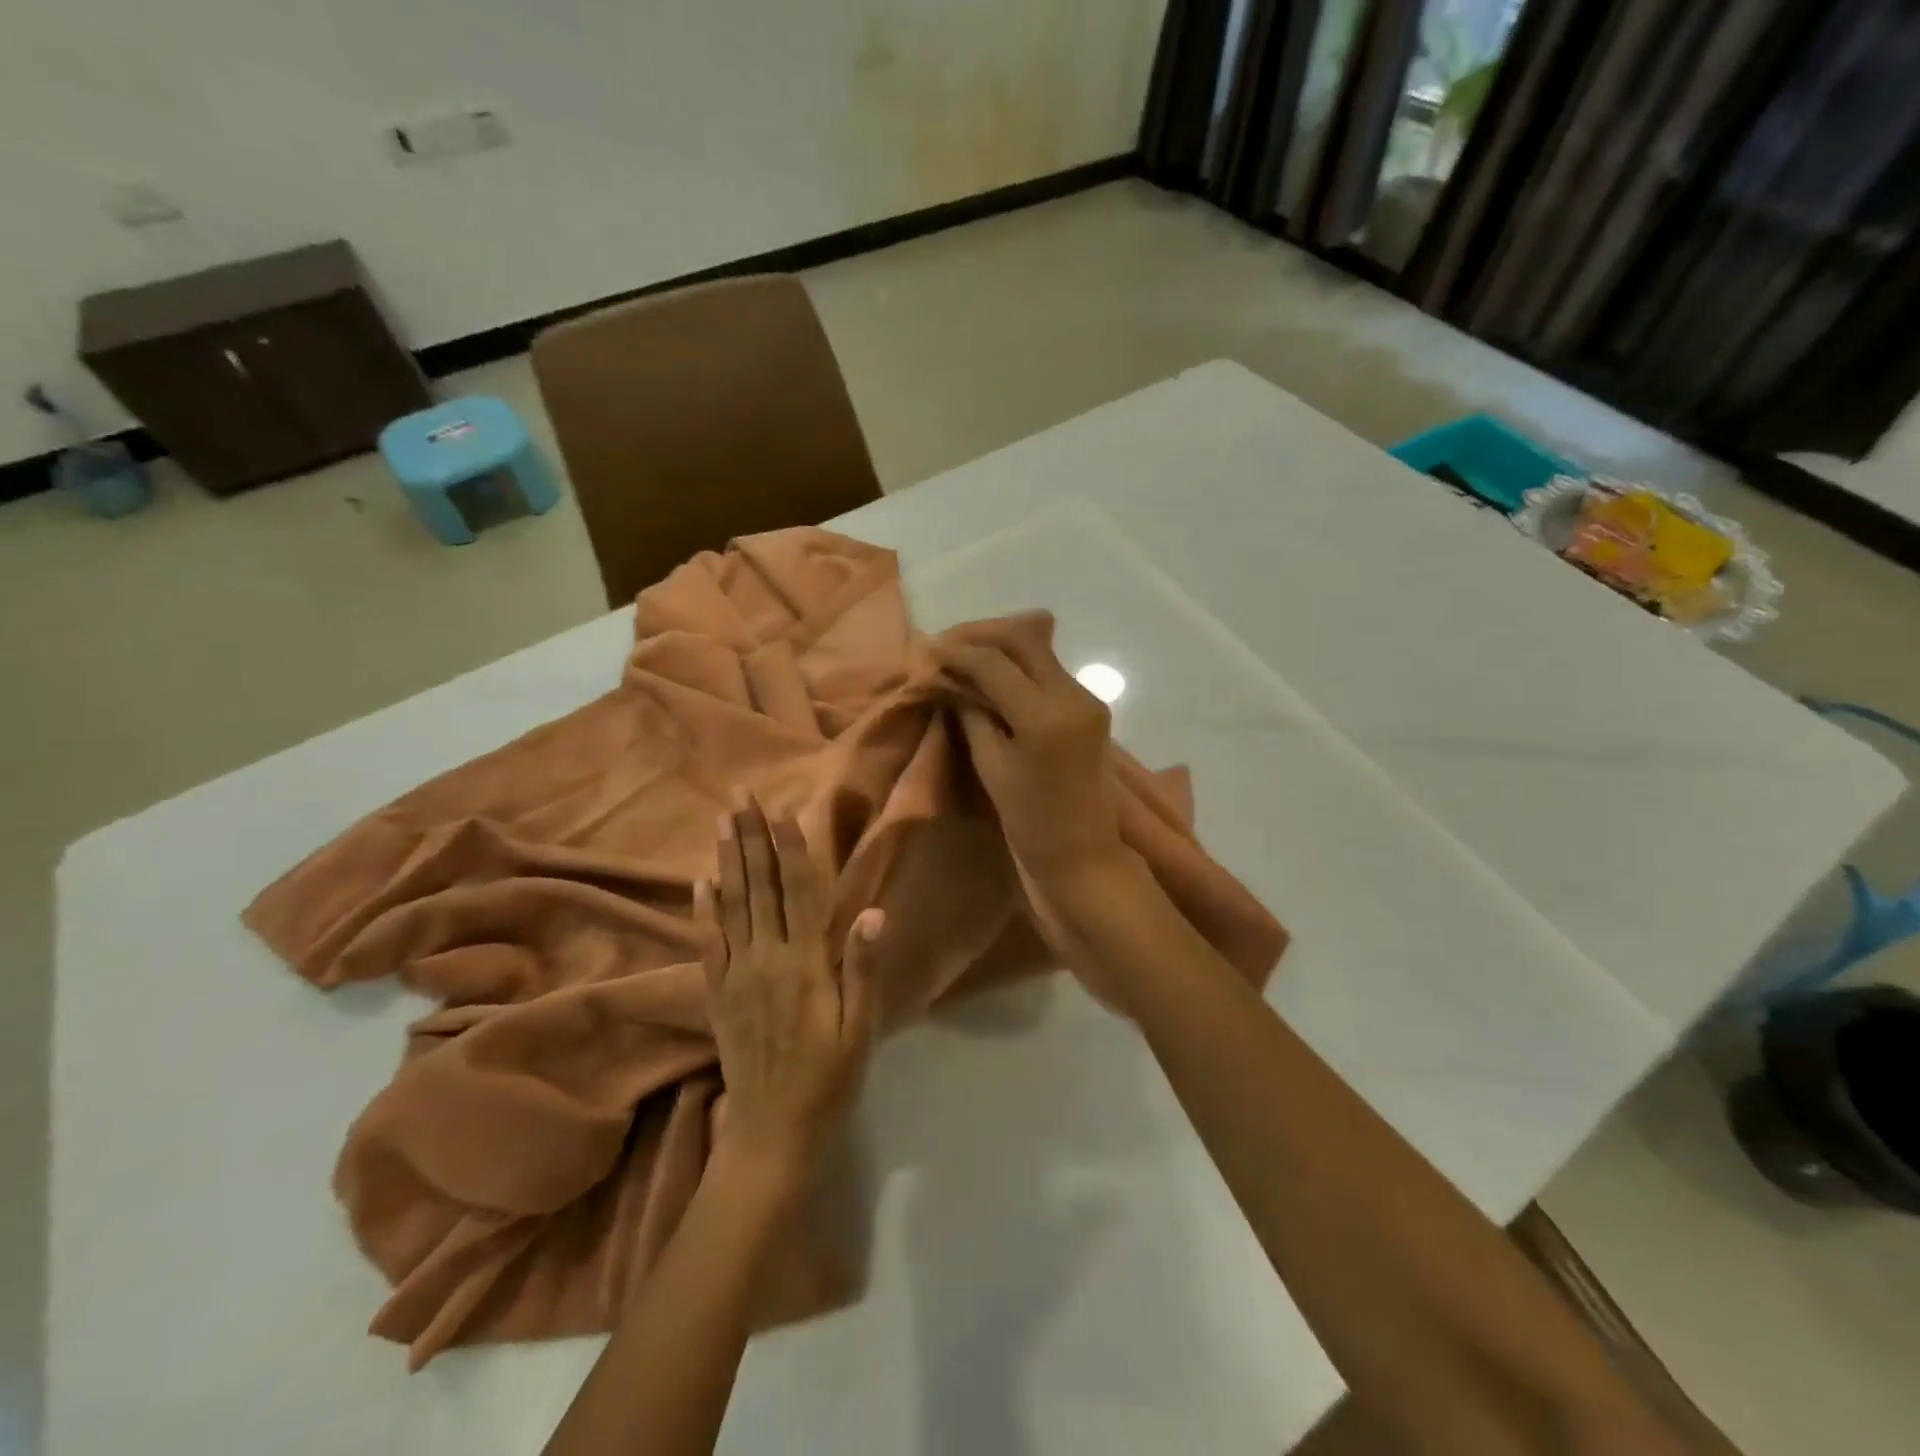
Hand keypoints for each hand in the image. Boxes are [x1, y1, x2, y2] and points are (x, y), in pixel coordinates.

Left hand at [698, 798, 883, 1179]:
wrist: (772, 1131)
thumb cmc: (829, 1078)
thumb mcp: (860, 1028)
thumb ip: (862, 968)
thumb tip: (872, 911)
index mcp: (805, 964)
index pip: (798, 893)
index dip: (791, 849)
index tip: (782, 810)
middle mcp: (766, 959)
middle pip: (759, 887)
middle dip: (750, 837)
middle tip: (740, 795)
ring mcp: (736, 975)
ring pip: (730, 906)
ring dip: (726, 860)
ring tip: (720, 821)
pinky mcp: (717, 994)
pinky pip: (707, 943)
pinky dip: (703, 910)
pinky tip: (700, 882)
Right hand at [932, 620, 1128, 886]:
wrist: (1083, 853)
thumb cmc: (1030, 822)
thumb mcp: (991, 766)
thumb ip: (972, 713)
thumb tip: (952, 679)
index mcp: (1045, 716)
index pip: (995, 662)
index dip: (957, 651)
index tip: (926, 650)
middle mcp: (1073, 695)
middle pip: (1023, 637)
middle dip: (980, 634)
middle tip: (945, 646)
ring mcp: (1087, 697)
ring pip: (1039, 648)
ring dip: (999, 645)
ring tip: (962, 656)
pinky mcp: (1089, 705)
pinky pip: (1049, 669)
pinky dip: (1017, 664)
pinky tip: (991, 674)